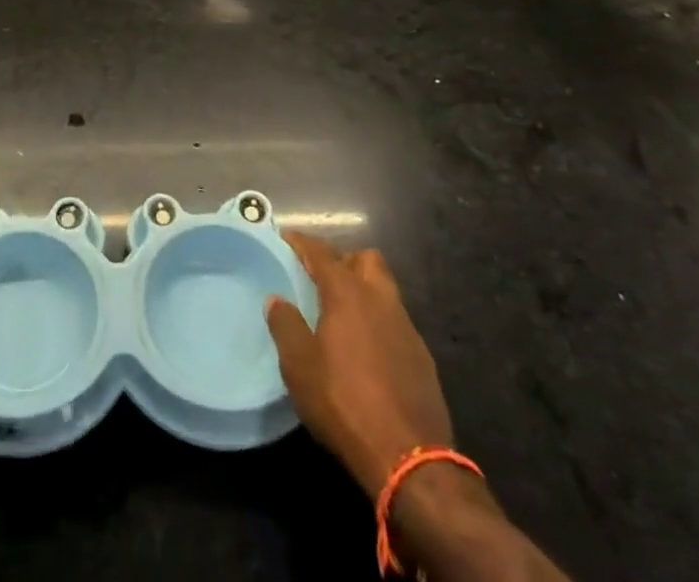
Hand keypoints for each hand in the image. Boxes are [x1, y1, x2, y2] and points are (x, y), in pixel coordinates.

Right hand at [265, 231, 453, 500]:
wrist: (410, 459)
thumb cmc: (345, 403)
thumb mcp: (300, 366)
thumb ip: (285, 325)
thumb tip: (276, 299)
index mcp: (348, 293)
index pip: (322, 253)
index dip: (302, 242)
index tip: (285, 238)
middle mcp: (381, 300)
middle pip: (365, 260)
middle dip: (343, 261)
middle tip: (321, 278)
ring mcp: (407, 328)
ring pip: (385, 291)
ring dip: (364, 292)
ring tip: (341, 314)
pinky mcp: (422, 358)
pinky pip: (396, 323)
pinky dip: (378, 323)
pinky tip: (366, 350)